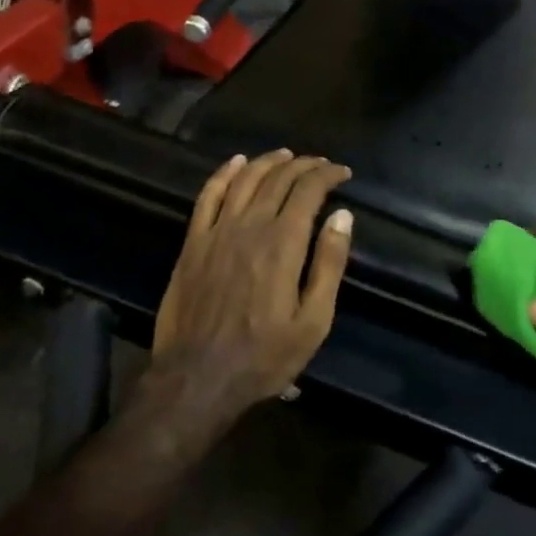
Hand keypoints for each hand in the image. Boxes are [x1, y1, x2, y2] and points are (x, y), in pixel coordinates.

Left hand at [150, 150, 354, 429]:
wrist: (197, 380)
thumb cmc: (263, 357)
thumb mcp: (313, 322)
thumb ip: (329, 265)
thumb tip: (343, 216)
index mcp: (283, 243)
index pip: (308, 190)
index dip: (327, 174)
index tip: (342, 173)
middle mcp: (250, 226)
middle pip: (279, 178)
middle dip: (304, 165)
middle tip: (320, 164)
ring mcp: (217, 231)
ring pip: (245, 179)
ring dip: (268, 161)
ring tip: (286, 155)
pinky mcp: (193, 243)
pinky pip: (208, 195)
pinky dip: (224, 173)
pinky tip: (236, 162)